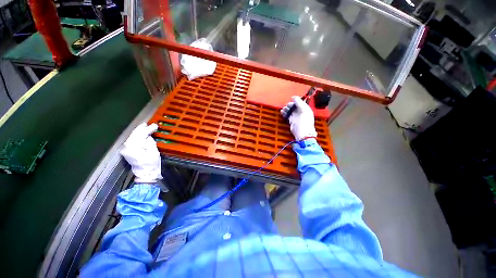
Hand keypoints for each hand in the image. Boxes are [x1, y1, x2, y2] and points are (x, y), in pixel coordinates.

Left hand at [120, 123, 162, 182]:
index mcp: (133, 147)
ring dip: (139, 132)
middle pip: (134, 135)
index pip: (140, 135)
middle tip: (148, 124)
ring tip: (145, 127)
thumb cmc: (151, 164)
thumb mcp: (154, 153)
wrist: (146, 174)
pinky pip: (132, 141)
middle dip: (142, 129)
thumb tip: (148, 137)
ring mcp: (126, 150)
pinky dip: (137, 137)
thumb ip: (150, 143)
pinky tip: (141, 134)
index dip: (148, 129)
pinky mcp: (127, 152)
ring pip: (132, 137)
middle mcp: (126, 147)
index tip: (155, 125)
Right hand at [280, 96, 317, 140]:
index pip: (300, 102)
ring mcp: (296, 117)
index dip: (296, 100)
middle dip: (290, 105)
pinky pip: (288, 115)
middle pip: (294, 106)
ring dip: (286, 109)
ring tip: (283, 108)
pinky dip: (285, 113)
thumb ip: (299, 103)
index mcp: (305, 109)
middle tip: (287, 105)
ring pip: (290, 111)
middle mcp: (301, 112)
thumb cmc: (304, 122)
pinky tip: (282, 112)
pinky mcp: (292, 121)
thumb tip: (294, 97)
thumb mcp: (303, 110)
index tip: (291, 99)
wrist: (302, 134)